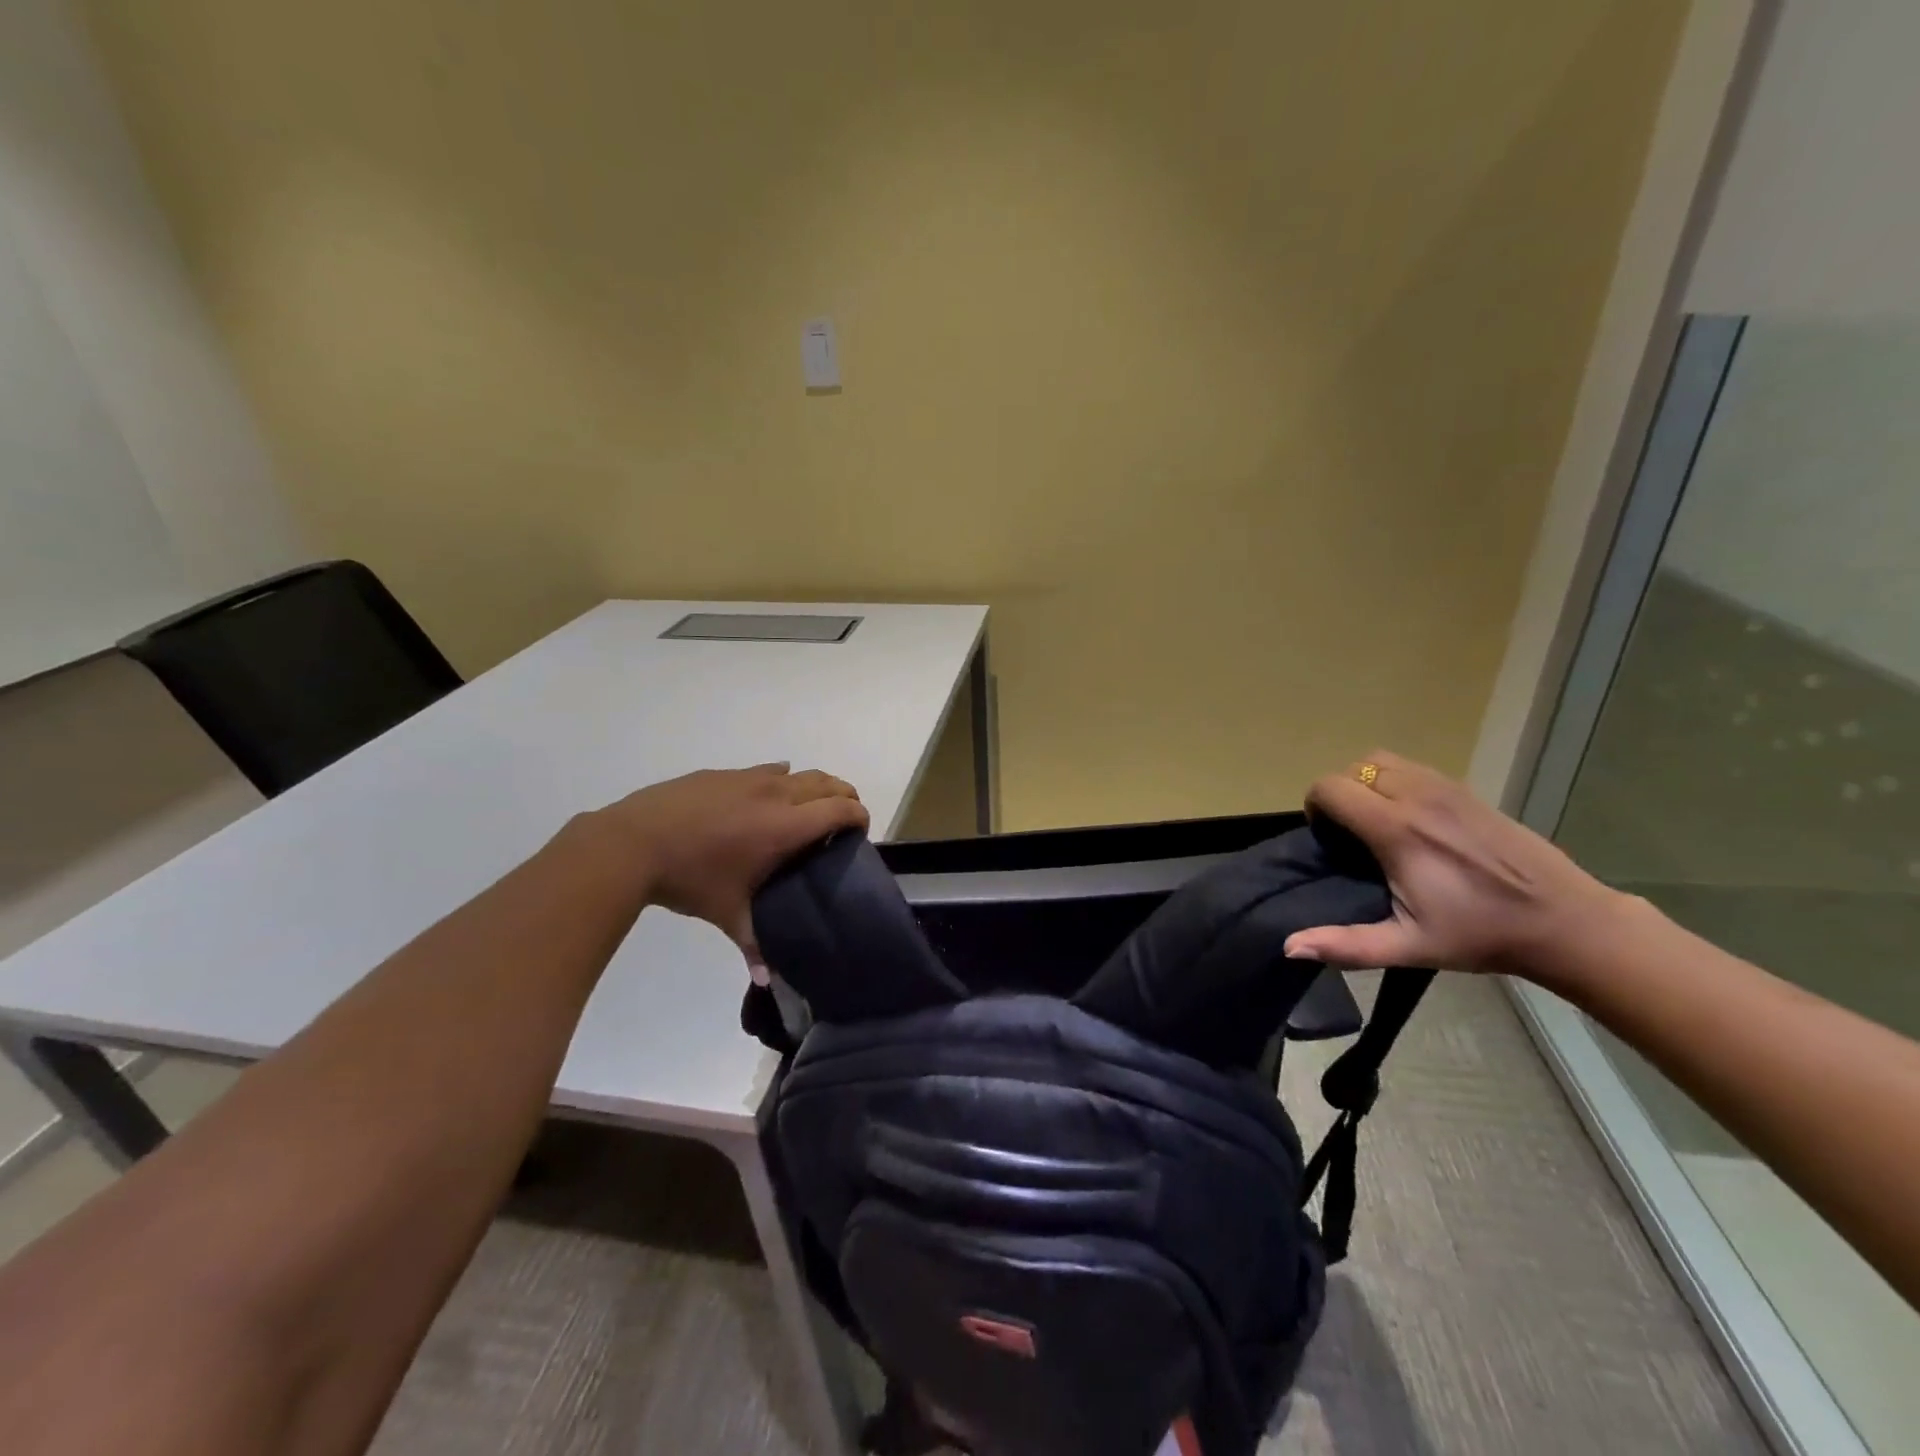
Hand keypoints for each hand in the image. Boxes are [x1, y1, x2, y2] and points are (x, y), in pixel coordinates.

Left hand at [593, 763, 868, 977]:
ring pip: (799, 773)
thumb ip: (753, 945)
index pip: (841, 809)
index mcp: (787, 826)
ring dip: (815, 787)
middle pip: (829, 783)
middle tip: (841, 821)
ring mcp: (749, 779)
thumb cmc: (691, 879)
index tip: (860, 833)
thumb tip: (766, 981)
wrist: (634, 841)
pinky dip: (781, 780)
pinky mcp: (725, 773)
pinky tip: (766, 798)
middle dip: (845, 797)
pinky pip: (767, 770)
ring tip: (808, 810)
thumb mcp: (727, 914)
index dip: (860, 817)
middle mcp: (777, 794)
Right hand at [1282, 750, 1621, 974]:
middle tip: (1348, 832)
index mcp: (1397, 830)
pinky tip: (1412, 820)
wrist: (1566, 922)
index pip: (1331, 788)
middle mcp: (1417, 797)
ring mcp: (1446, 788)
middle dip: (1340, 793)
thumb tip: (1290, 946)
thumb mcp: (1410, 946)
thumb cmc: (1481, 935)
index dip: (1315, 807)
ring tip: (1376, 821)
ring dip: (1367, 782)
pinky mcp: (1468, 790)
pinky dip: (1396, 781)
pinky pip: (1414, 768)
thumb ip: (1346, 945)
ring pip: (1383, 761)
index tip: (1326, 839)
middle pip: (1354, 767)